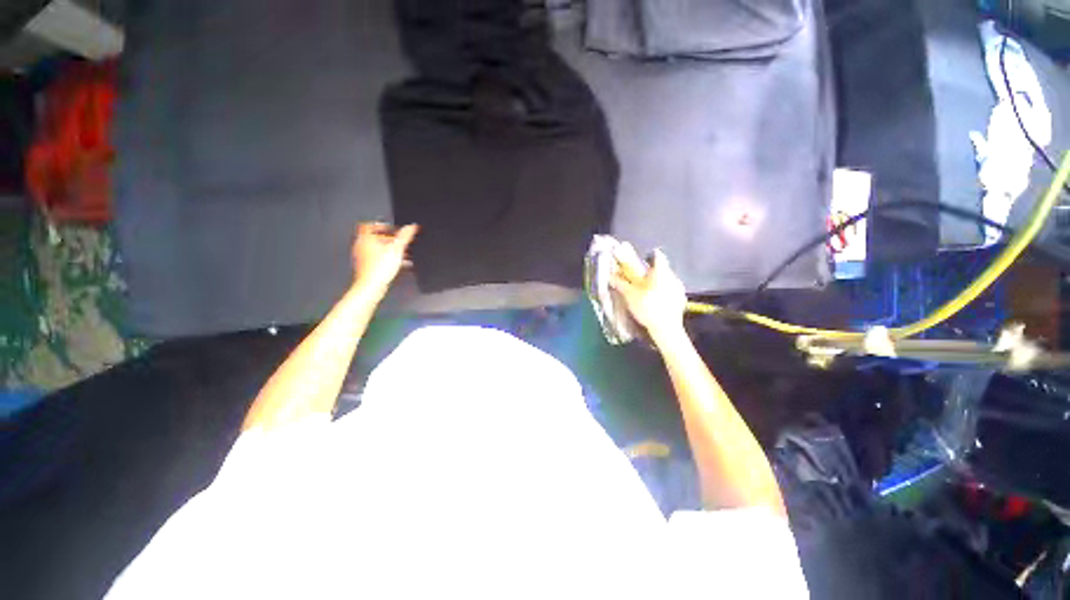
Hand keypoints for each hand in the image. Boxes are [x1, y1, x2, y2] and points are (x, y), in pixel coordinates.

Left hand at [351, 222, 418, 296]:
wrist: (372, 285)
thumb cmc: (379, 268)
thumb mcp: (397, 248)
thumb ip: (405, 236)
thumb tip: (412, 226)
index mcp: (366, 238)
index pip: (369, 226)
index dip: (380, 225)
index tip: (390, 228)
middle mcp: (362, 246)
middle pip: (375, 238)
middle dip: (389, 239)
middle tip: (400, 242)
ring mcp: (363, 257)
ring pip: (377, 249)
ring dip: (390, 250)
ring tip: (402, 254)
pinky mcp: (367, 267)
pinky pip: (378, 259)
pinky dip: (388, 259)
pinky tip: (399, 264)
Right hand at [609, 244, 686, 343]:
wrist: (666, 328)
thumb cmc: (647, 307)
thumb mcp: (630, 295)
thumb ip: (621, 284)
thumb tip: (611, 276)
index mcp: (661, 272)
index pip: (658, 256)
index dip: (650, 256)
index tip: (644, 259)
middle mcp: (673, 277)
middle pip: (662, 269)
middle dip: (652, 273)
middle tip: (641, 279)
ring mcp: (679, 289)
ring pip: (667, 281)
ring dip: (658, 284)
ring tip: (648, 292)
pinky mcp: (682, 300)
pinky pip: (671, 291)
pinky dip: (664, 293)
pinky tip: (656, 302)